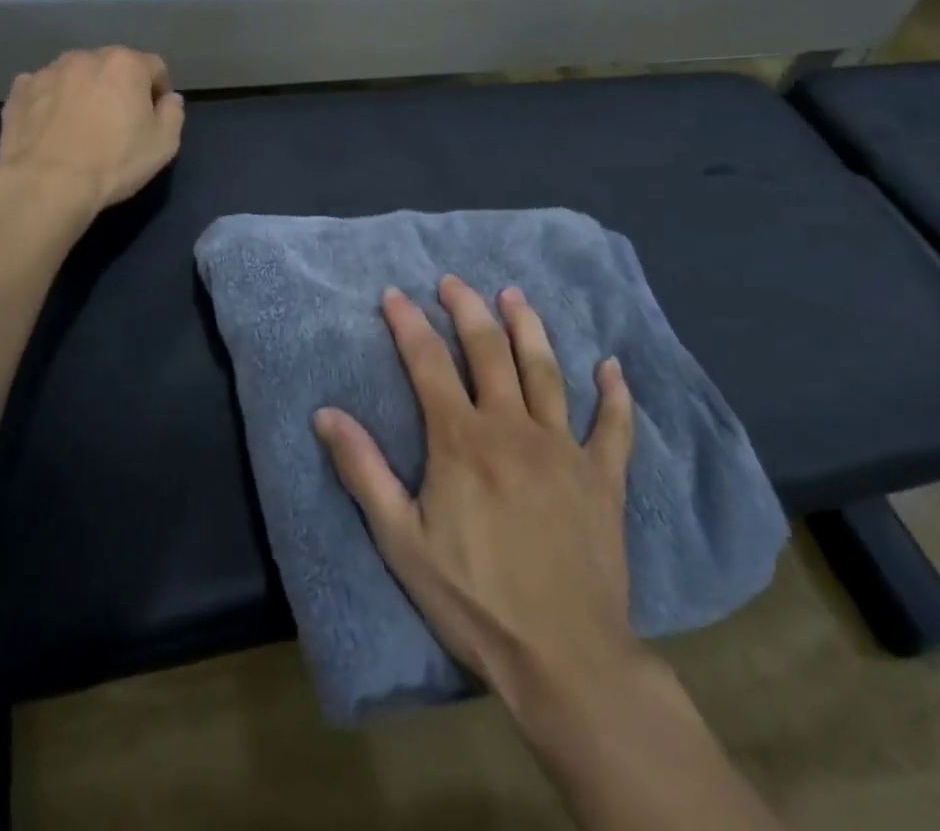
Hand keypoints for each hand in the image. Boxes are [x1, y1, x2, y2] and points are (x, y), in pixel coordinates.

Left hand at [0, 47, 184, 211]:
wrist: (47, 184)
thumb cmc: (114, 162)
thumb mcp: (164, 144)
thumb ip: (173, 114)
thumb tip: (169, 99)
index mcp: (126, 64)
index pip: (154, 67)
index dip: (158, 91)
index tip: (154, 117)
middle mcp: (86, 57)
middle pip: (112, 66)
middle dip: (118, 87)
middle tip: (117, 122)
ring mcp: (48, 71)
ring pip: (75, 75)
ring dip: (83, 91)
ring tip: (80, 125)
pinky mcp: (18, 91)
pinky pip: (42, 89)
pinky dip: (49, 101)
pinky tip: (50, 128)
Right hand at [314, 278, 640, 710]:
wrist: (564, 657)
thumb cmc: (474, 600)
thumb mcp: (401, 541)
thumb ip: (364, 471)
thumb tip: (325, 413)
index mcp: (462, 440)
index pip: (428, 363)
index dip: (408, 323)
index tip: (394, 293)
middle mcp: (513, 427)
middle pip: (488, 350)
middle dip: (467, 309)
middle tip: (453, 282)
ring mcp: (563, 448)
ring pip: (545, 371)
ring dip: (529, 328)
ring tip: (515, 295)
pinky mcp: (604, 477)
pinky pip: (613, 426)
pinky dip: (614, 394)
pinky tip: (611, 367)